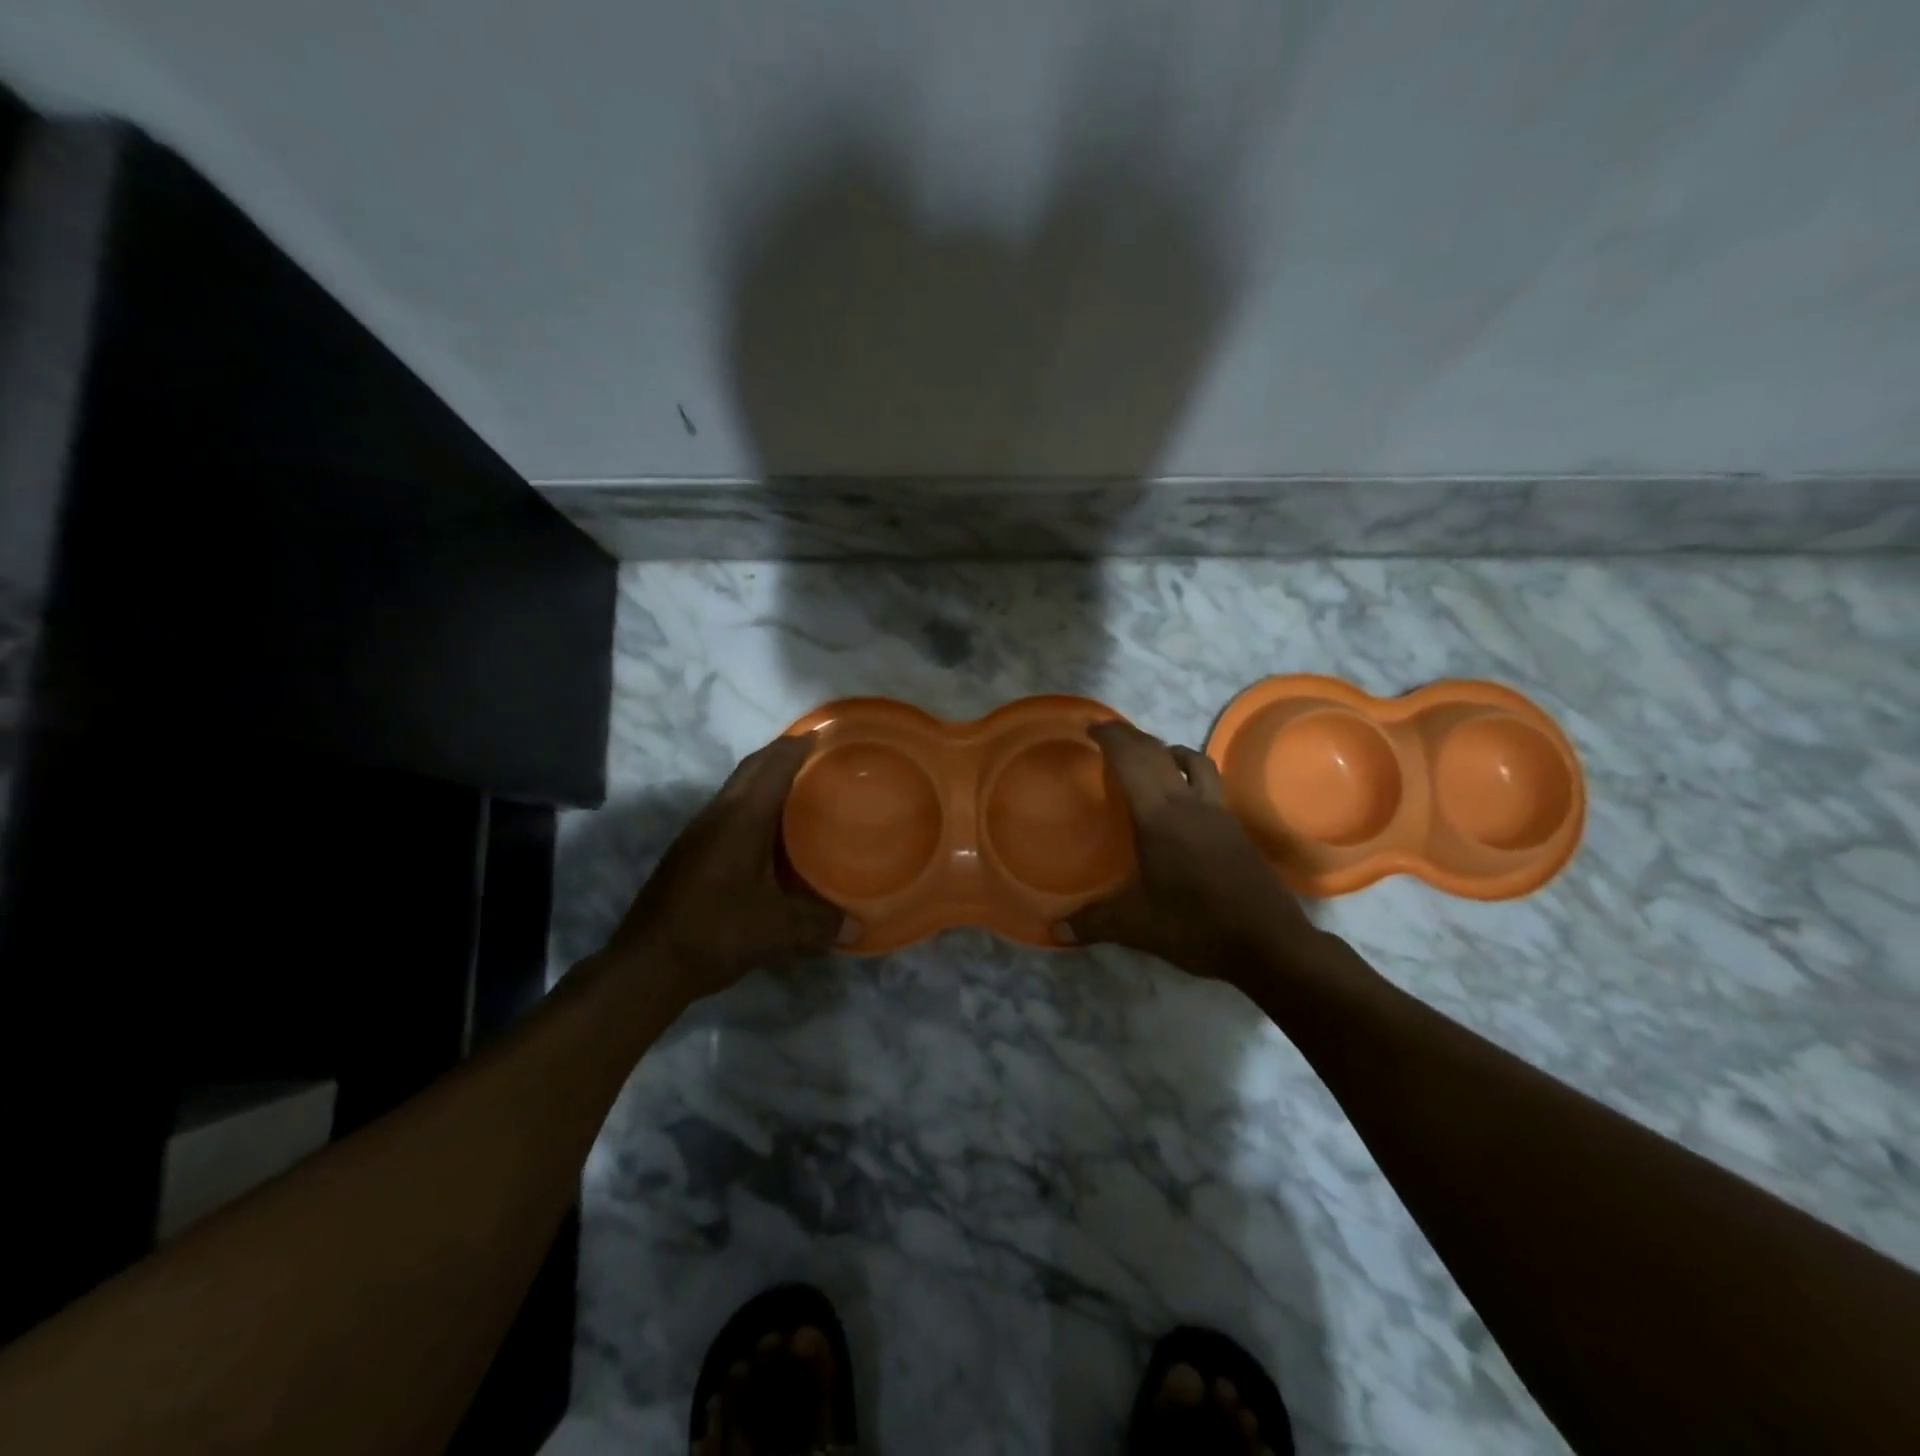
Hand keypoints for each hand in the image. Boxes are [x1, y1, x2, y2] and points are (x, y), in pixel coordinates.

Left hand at [602, 735, 853, 1004]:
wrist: (647, 964)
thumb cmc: (716, 933)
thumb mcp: (778, 931)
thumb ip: (820, 924)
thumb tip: (857, 928)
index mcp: (741, 819)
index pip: (773, 766)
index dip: (798, 746)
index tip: (824, 734)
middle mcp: (717, 814)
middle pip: (752, 768)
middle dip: (782, 753)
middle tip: (818, 754)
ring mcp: (698, 832)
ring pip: (737, 787)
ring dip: (765, 777)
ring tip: (800, 786)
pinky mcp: (690, 851)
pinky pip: (728, 809)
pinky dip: (753, 803)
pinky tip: (770, 830)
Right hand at [1062, 721, 1313, 982]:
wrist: (1269, 943)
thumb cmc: (1197, 926)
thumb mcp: (1137, 927)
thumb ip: (1094, 922)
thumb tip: (1055, 929)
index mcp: (1160, 817)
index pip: (1133, 761)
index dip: (1113, 738)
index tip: (1093, 726)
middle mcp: (1190, 804)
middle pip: (1160, 753)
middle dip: (1133, 737)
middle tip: (1110, 735)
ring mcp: (1218, 814)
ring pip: (1195, 762)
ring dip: (1168, 751)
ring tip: (1151, 761)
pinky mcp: (1236, 829)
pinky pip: (1208, 784)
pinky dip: (1188, 776)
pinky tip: (1181, 803)